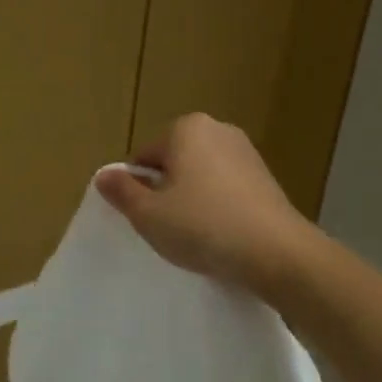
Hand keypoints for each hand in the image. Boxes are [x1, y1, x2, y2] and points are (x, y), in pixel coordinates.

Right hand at [96, 113, 311, 296]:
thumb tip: (104, 175)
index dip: (137, 189)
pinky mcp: (266, 179)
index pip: (144, 157)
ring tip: (195, 236)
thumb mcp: (149, 214)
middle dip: (166, 192)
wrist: (278, 254)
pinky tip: (221, 236)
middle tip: (167, 228)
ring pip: (201, 177)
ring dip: (192, 201)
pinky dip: (218, 208)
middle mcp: (218, 130)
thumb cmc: (204, 227)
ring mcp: (247, 153)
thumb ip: (122, 192)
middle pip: (173, 163)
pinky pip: (226, 190)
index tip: (145, 218)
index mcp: (186, 128)